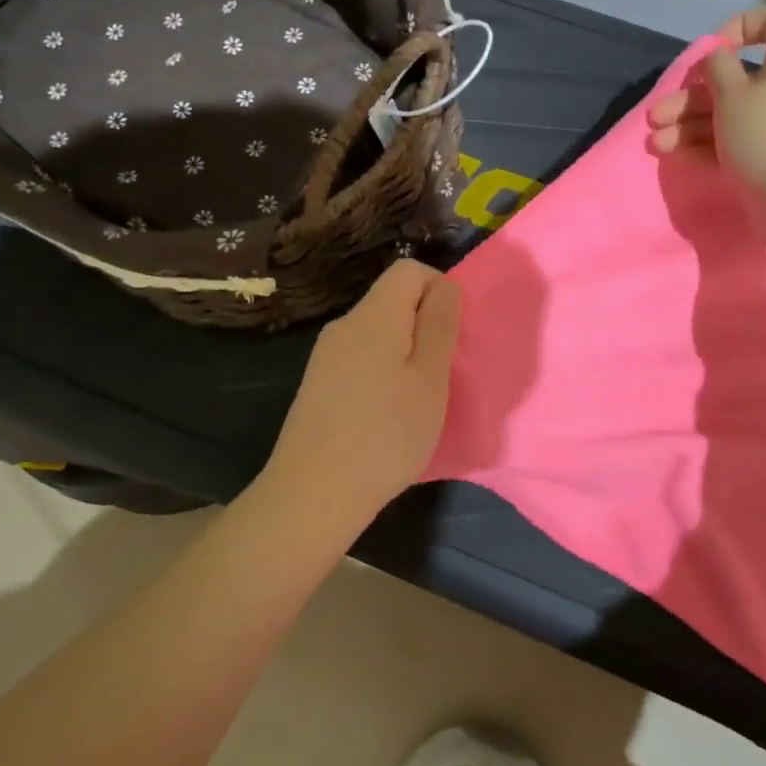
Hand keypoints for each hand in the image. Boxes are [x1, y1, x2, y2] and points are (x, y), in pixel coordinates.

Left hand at [262, 260, 461, 516]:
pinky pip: (361, 358)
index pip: (410, 270)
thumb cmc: (385, 434)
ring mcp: (326, 356)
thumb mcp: (430, 379)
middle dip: (426, 324)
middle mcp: (344, 326)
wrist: (312, 495)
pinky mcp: (318, 384)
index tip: (453, 335)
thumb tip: (445, 285)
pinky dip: (384, 372)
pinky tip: (387, 414)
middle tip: (443, 373)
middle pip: (393, 300)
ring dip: (407, 352)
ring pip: (379, 332)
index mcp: (373, 316)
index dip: (440, 290)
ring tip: (419, 398)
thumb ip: (440, 325)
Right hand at [648, 5, 765, 214]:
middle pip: (738, 78)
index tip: (712, 52)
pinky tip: (676, 154)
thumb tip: (719, 58)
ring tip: (657, 143)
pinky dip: (710, 143)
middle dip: (691, 96)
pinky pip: (742, 138)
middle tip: (657, 115)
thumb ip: (718, 69)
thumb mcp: (732, 95)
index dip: (739, 26)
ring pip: (734, 112)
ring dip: (691, 124)